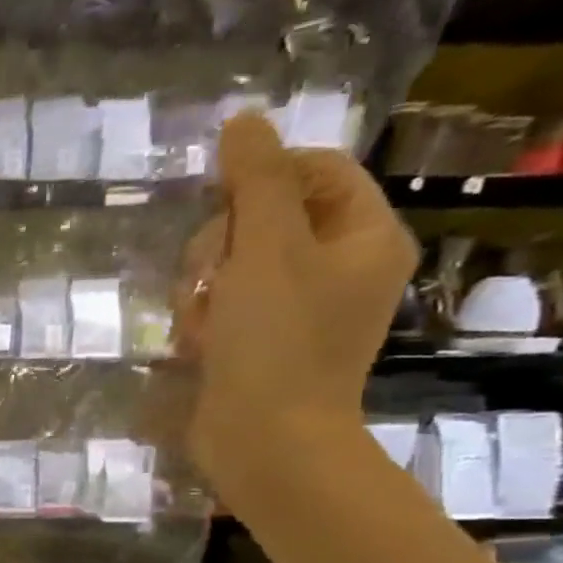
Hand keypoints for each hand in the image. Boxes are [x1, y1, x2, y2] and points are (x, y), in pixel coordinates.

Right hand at [177, 114, 416, 506]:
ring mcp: (300, 309)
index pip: (315, 170)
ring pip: (237, 263)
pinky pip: (227, 304)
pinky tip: (196, 341)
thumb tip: (243, 121)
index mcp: (365, 237)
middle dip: (223, 242)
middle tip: (206, 276)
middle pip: (268, 217)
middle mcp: (341, 268)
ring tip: (198, 318)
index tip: (219, 206)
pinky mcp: (263, 342)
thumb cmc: (275, 342)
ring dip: (204, 284)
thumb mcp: (265, 249)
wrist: (264, 442)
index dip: (260, 178)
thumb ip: (255, 181)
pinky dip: (205, 316)